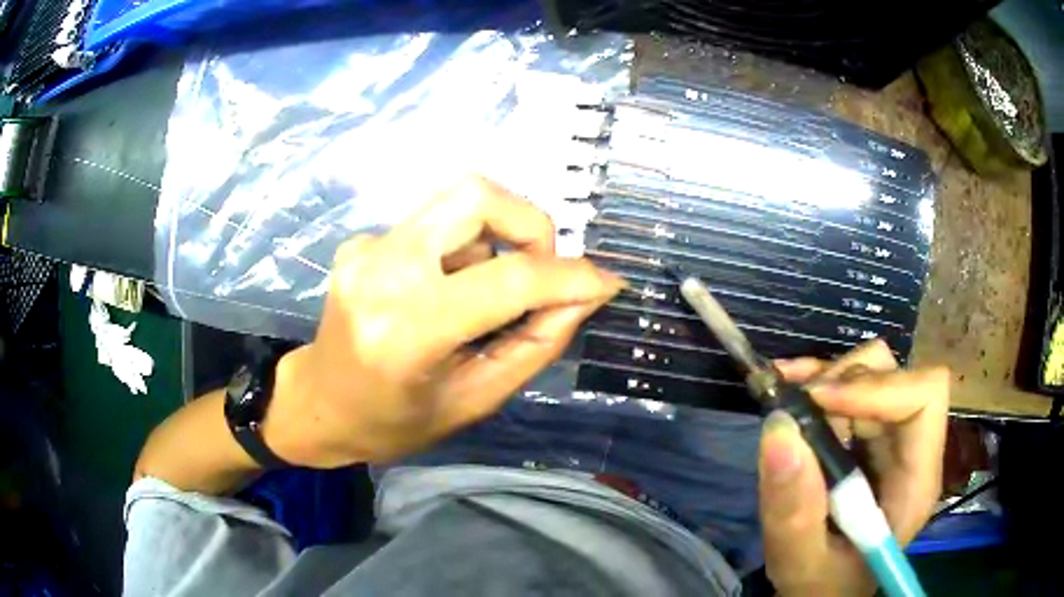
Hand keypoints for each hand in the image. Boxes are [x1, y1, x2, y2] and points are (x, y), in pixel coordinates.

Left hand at [264, 176, 623, 467]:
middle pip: (476, 195)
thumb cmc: (394, 422)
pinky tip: (443, 293)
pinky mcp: (361, 241)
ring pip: (458, 204)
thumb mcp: (475, 400)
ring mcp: (365, 248)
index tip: (606, 283)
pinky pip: (433, 225)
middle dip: (529, 225)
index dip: (569, 276)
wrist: (319, 404)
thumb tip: (585, 295)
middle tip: (541, 272)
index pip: (508, 280)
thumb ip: (535, 345)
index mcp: (406, 330)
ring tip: (480, 299)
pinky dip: (460, 251)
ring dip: (493, 243)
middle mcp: (382, 271)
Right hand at [758, 340, 948, 595]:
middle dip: (845, 381)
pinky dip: (818, 379)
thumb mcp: (801, 562)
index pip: (924, 398)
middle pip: (897, 376)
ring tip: (787, 399)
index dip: (878, 388)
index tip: (821, 403)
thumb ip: (793, 512)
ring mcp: (891, 438)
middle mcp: (912, 448)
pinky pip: (851, 384)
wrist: (824, 590)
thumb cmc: (822, 586)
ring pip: (874, 371)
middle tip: (796, 407)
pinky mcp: (868, 436)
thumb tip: (778, 429)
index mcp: (916, 481)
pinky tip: (789, 387)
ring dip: (829, 378)